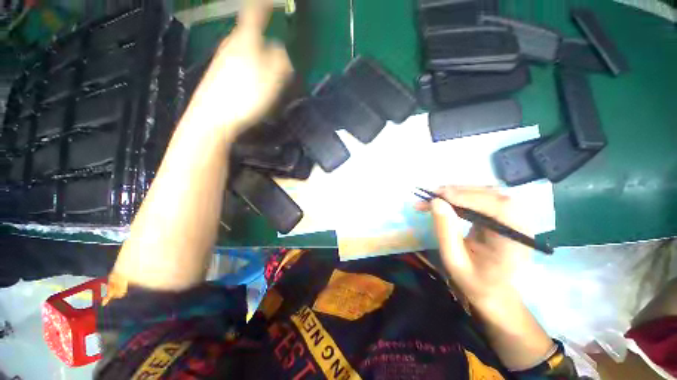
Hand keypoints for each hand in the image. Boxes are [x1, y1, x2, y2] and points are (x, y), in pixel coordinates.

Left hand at [186, 0, 292, 136]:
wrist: (213, 117)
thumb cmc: (245, 95)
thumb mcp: (272, 78)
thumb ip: (280, 60)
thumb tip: (280, 48)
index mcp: (246, 40)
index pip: (255, 13)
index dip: (264, 4)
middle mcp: (232, 44)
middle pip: (251, 33)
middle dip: (265, 37)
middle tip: (278, 54)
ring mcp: (224, 59)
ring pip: (246, 50)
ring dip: (259, 56)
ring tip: (269, 76)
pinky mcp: (221, 75)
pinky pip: (241, 64)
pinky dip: (252, 69)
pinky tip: (254, 86)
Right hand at [416, 186, 532, 306]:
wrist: (494, 291)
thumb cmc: (475, 281)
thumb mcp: (454, 260)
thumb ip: (445, 231)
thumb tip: (436, 202)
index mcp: (514, 242)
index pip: (498, 208)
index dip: (468, 197)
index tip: (439, 196)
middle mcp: (520, 225)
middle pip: (493, 195)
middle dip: (459, 192)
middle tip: (431, 195)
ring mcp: (513, 218)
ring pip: (487, 193)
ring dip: (459, 191)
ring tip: (435, 197)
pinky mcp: (503, 215)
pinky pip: (483, 198)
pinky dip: (462, 196)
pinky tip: (447, 200)